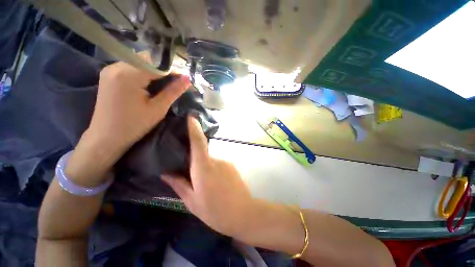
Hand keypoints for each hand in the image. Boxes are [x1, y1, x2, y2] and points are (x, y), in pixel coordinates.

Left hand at [66, 61, 190, 185]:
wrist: (107, 136)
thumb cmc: (135, 125)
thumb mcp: (158, 108)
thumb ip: (173, 91)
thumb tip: (188, 79)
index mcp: (128, 74)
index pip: (158, 64)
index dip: (174, 69)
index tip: (186, 77)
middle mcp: (117, 65)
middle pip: (148, 60)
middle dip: (165, 68)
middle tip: (179, 80)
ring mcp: (111, 69)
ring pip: (140, 62)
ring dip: (156, 70)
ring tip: (168, 81)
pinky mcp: (109, 74)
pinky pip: (131, 67)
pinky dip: (145, 72)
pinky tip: (152, 82)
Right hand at [162, 117, 256, 236]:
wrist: (243, 213)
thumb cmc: (214, 210)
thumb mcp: (192, 201)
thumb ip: (179, 184)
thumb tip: (166, 173)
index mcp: (203, 167)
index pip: (198, 142)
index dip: (194, 128)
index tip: (191, 117)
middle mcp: (216, 160)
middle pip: (202, 153)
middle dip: (195, 161)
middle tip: (192, 176)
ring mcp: (226, 162)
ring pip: (211, 160)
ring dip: (206, 169)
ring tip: (206, 185)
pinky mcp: (233, 166)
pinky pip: (219, 164)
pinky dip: (214, 170)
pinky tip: (216, 185)